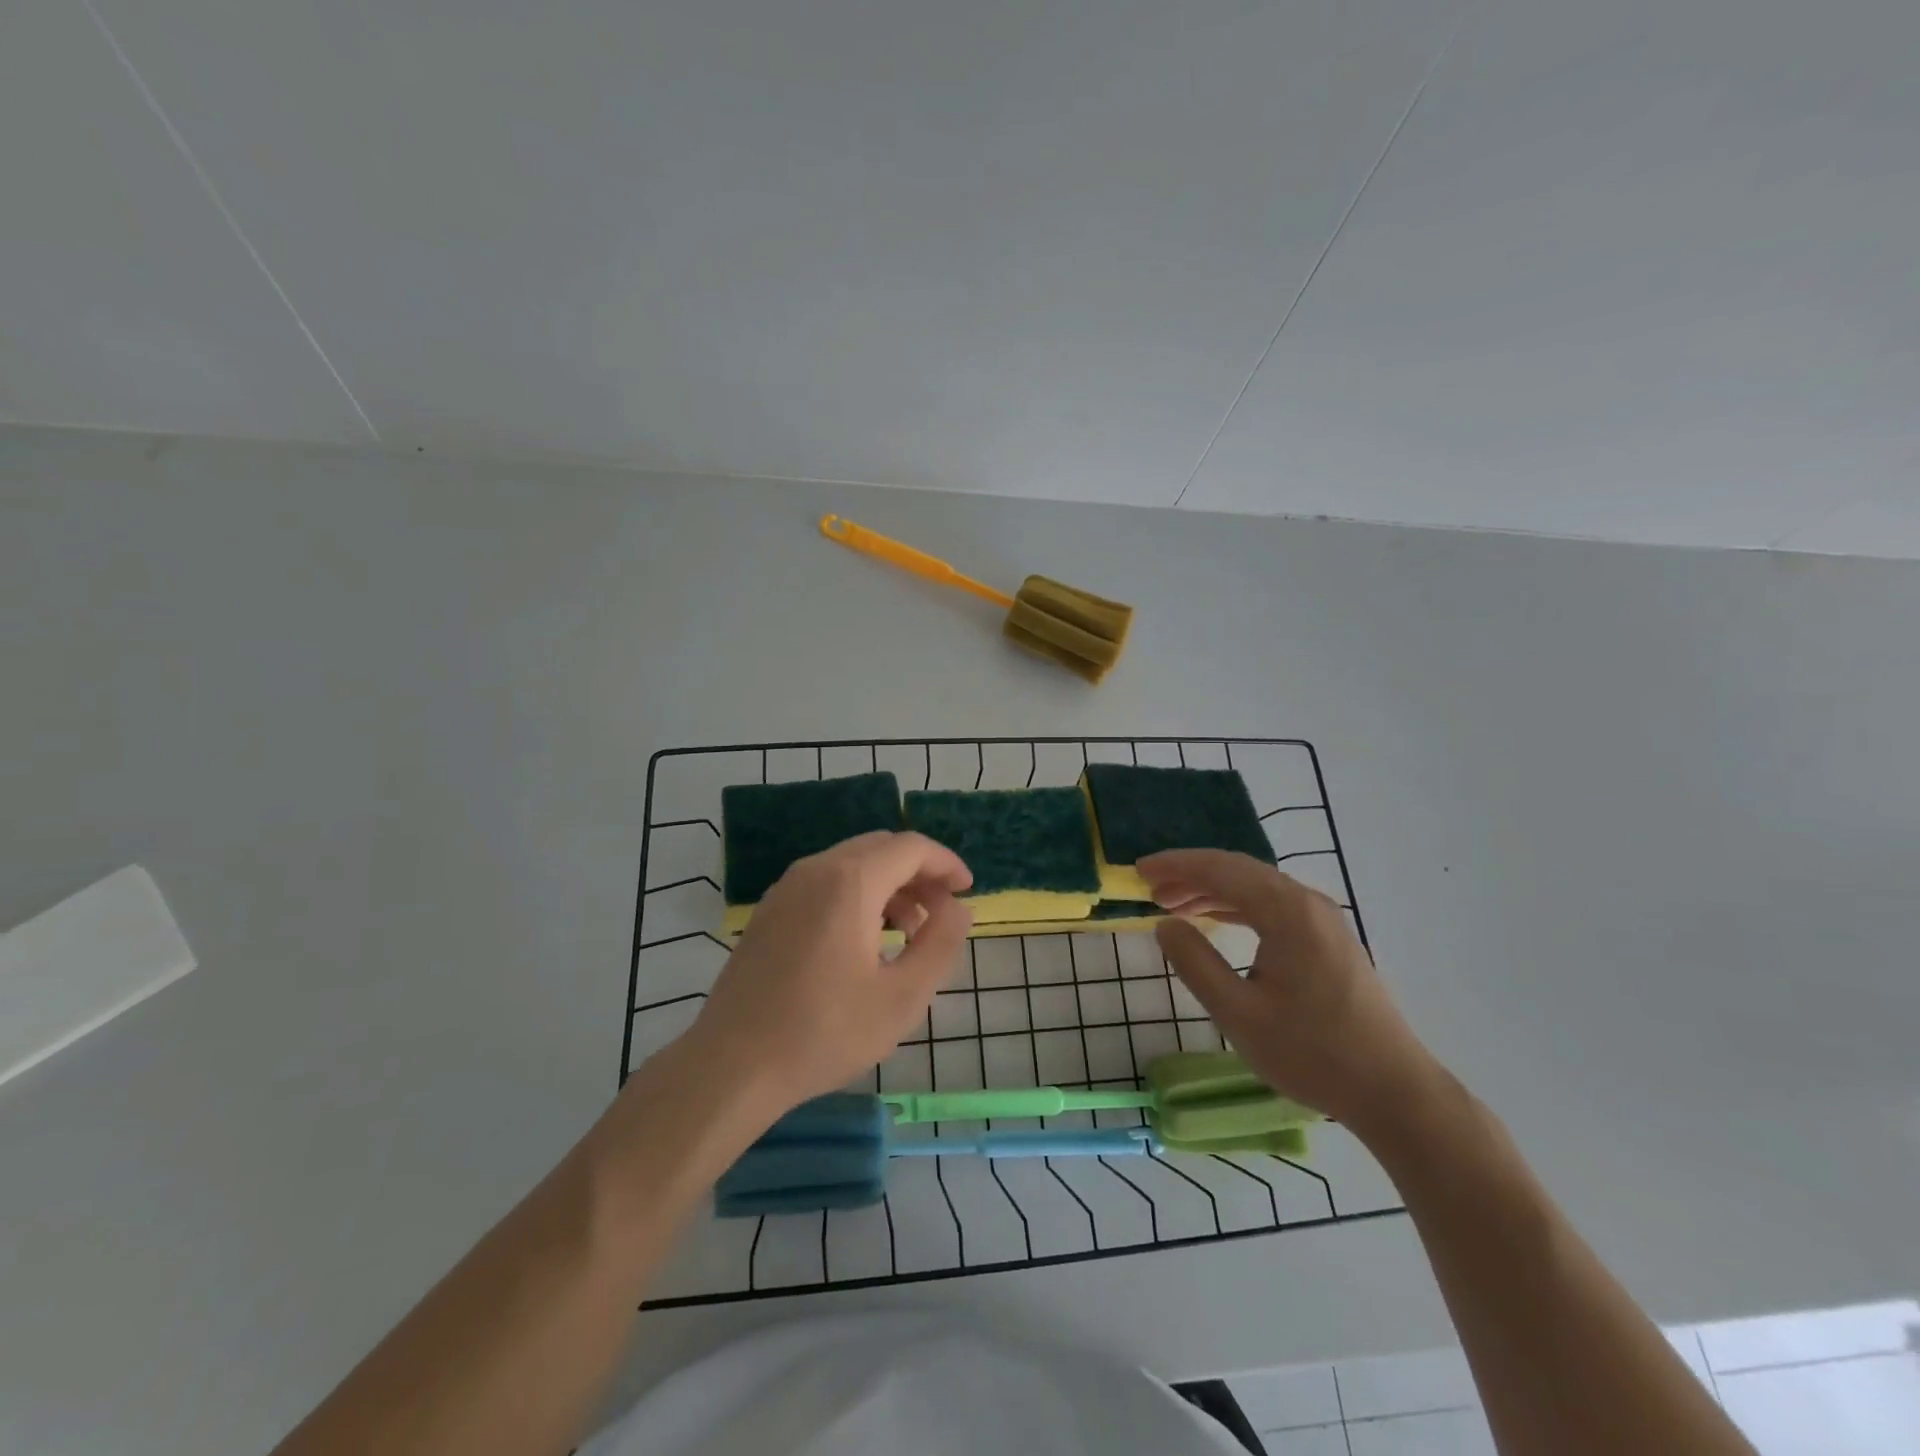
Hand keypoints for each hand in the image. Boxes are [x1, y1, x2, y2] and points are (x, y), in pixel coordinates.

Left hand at [688, 832, 972, 1118]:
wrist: (732, 1065)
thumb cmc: (824, 1032)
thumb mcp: (901, 997)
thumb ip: (940, 944)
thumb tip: (958, 909)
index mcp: (850, 881)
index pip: (911, 847)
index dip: (946, 863)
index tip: (968, 891)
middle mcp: (816, 869)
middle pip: (881, 848)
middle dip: (919, 873)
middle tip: (941, 912)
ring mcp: (786, 887)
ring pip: (852, 864)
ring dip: (889, 885)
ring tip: (908, 932)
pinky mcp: (770, 910)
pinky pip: (826, 882)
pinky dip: (858, 895)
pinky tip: (865, 940)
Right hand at [1141, 849, 1441, 1132]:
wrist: (1393, 1091)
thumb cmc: (1311, 1053)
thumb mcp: (1238, 1013)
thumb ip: (1195, 963)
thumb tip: (1164, 925)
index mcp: (1287, 912)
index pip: (1221, 870)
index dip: (1176, 866)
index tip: (1139, 870)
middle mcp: (1307, 902)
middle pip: (1239, 871)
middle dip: (1191, 875)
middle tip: (1151, 888)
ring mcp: (1323, 919)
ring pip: (1256, 887)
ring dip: (1213, 890)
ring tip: (1173, 904)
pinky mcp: (1329, 939)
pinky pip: (1273, 905)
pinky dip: (1238, 906)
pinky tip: (1216, 920)